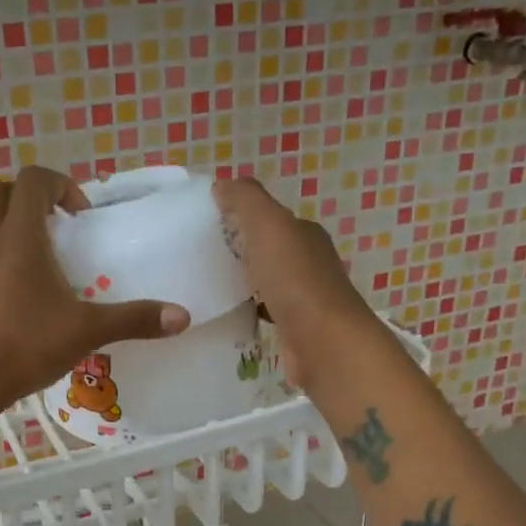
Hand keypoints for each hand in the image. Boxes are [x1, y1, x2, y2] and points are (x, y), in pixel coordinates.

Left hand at [0, 167, 190, 421]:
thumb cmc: (23, 345)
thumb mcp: (86, 331)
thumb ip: (133, 319)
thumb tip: (182, 316)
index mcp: (19, 238)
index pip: (32, 180)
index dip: (60, 185)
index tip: (83, 216)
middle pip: (1, 193)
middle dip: (33, 199)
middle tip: (63, 227)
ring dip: (19, 229)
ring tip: (53, 263)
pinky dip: (8, 260)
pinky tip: (32, 297)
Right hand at [213, 177, 378, 389]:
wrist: (323, 342)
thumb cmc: (295, 279)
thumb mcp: (268, 225)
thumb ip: (246, 200)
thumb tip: (223, 183)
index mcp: (305, 234)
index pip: (272, 219)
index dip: (243, 217)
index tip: (208, 225)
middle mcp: (310, 263)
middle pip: (270, 250)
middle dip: (242, 250)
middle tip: (201, 256)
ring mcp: (305, 298)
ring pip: (268, 282)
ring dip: (245, 281)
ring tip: (208, 285)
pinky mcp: (296, 329)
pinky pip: (267, 312)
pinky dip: (250, 310)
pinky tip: (230, 314)